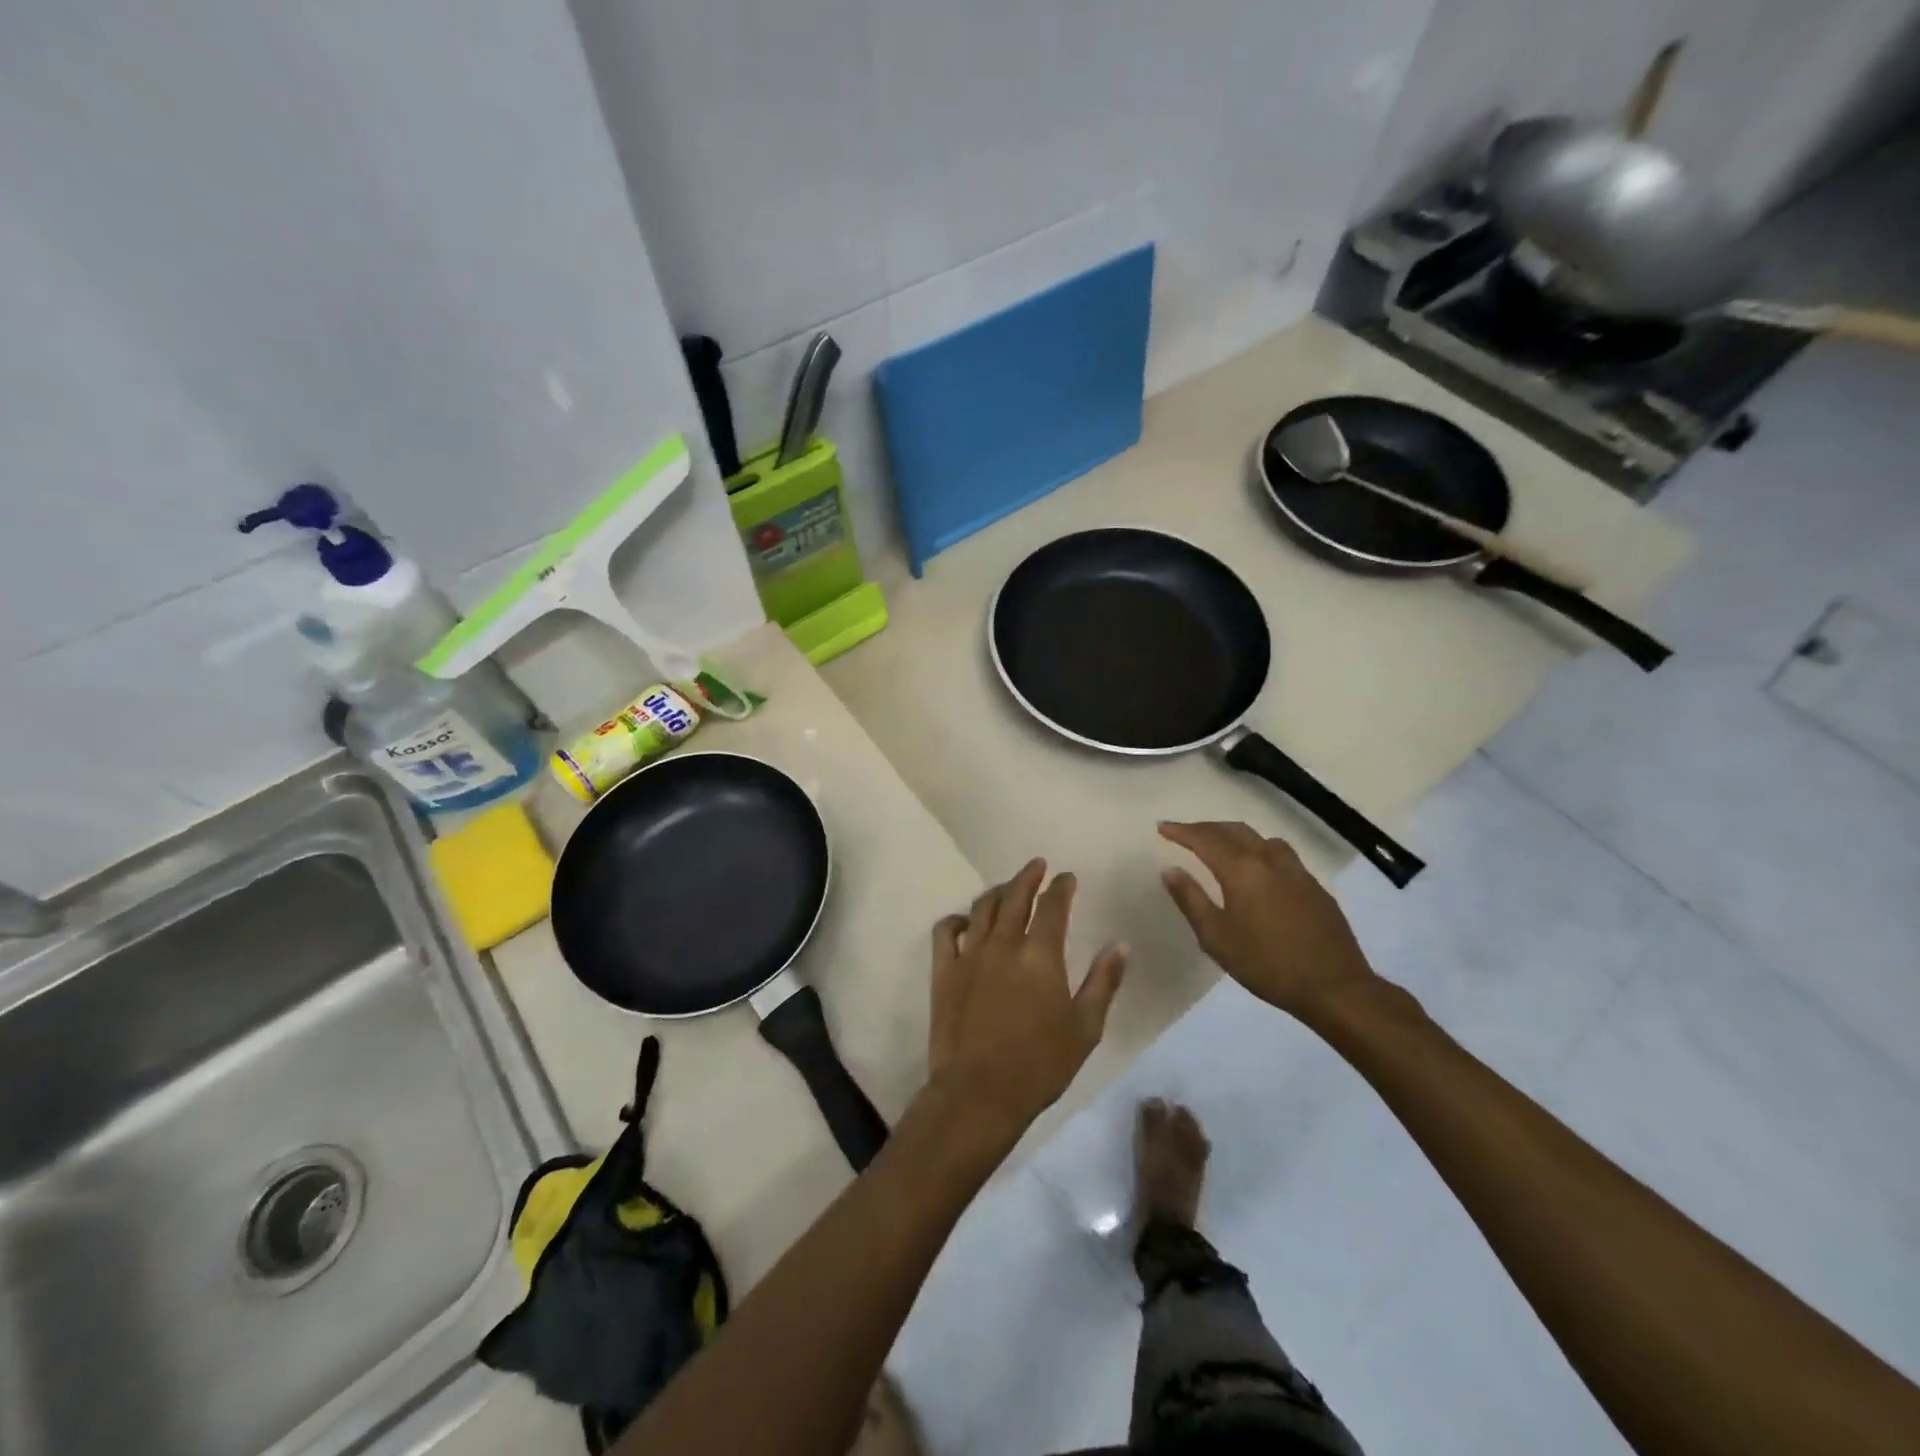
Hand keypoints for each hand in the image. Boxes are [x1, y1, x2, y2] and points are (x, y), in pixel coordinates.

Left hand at [923, 860, 1126, 1152]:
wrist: (980, 1093)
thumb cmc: (1040, 1065)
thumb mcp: (1085, 1028)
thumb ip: (1103, 982)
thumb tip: (1119, 945)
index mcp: (1041, 954)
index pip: (1052, 906)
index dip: (1061, 887)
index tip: (1067, 878)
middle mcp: (1004, 944)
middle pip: (1015, 895)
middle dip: (1029, 876)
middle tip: (1038, 866)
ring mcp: (970, 954)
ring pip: (983, 907)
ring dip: (998, 891)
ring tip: (1008, 887)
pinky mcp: (944, 970)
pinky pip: (946, 930)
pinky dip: (957, 919)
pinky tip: (967, 921)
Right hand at [1159, 822, 1377, 1021]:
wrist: (1334, 986)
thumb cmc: (1266, 964)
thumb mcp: (1216, 937)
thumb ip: (1191, 899)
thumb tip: (1170, 870)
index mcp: (1241, 869)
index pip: (1204, 839)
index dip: (1181, 831)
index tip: (1162, 827)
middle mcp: (1269, 859)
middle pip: (1233, 831)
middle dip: (1205, 828)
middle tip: (1185, 833)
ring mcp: (1296, 870)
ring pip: (1260, 838)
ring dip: (1235, 835)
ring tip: (1221, 845)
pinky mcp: (1314, 885)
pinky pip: (1280, 853)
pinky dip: (1259, 850)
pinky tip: (1258, 869)